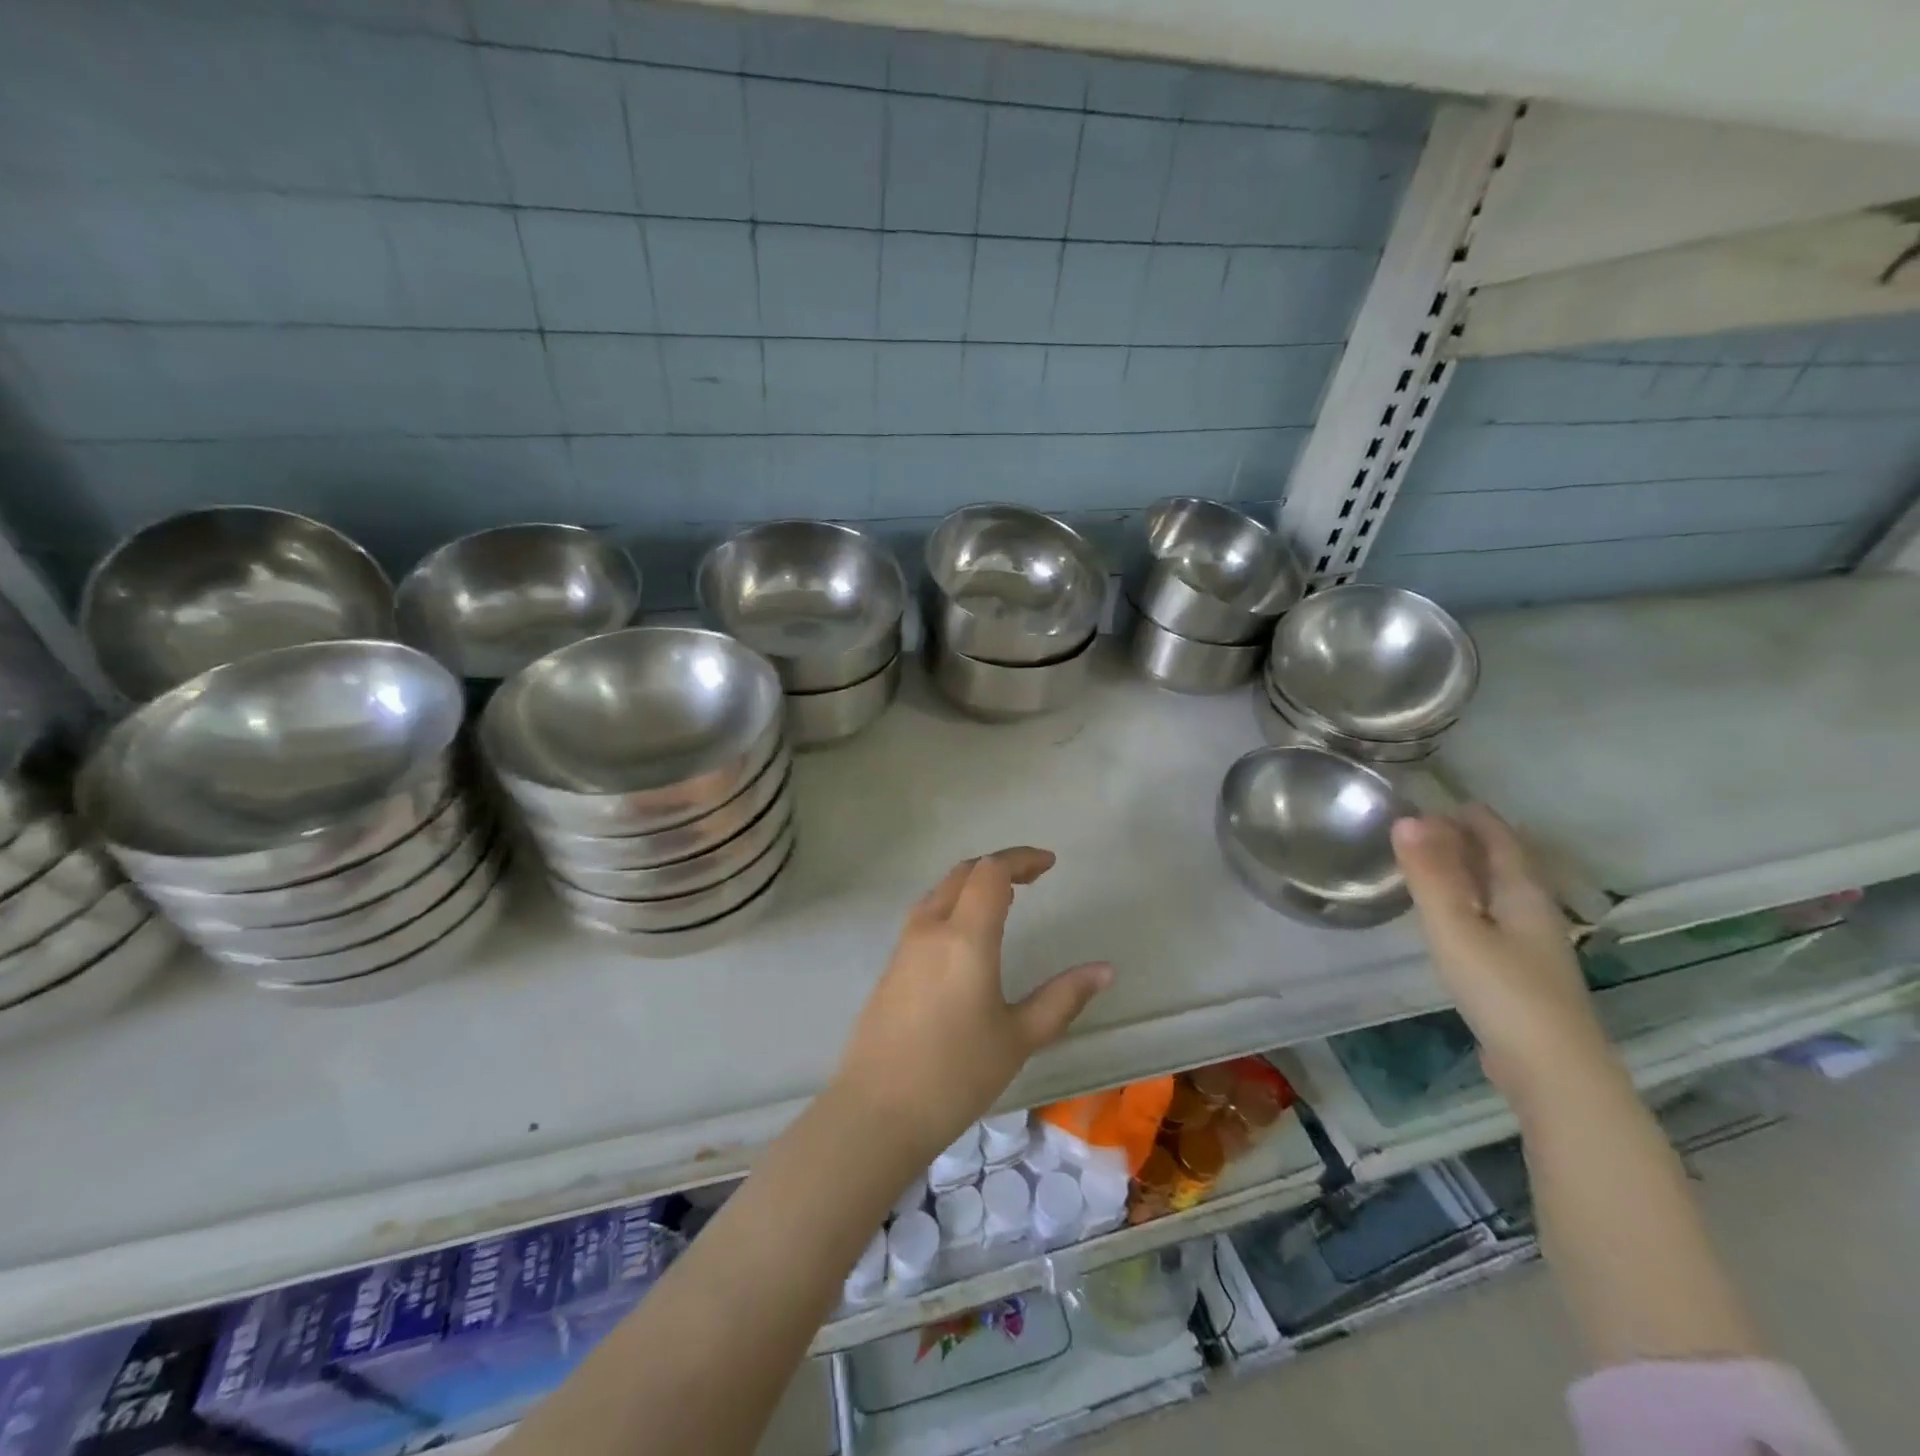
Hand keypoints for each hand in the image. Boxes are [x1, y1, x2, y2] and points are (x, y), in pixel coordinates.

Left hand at [832, 848, 1112, 1162]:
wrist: (877, 1110)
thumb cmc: (956, 1075)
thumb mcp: (1019, 1038)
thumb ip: (1062, 998)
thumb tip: (1104, 970)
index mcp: (965, 937)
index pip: (991, 871)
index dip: (1021, 859)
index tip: (1050, 864)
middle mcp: (930, 929)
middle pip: (964, 873)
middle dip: (999, 866)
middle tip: (1032, 877)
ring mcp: (904, 946)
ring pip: (941, 892)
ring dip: (973, 883)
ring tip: (1005, 900)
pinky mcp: (891, 966)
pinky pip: (926, 916)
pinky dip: (954, 905)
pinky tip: (967, 935)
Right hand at [1392, 806, 1611, 1100]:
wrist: (1552, 1073)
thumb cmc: (1502, 990)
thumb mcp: (1455, 927)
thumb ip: (1430, 875)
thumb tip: (1408, 818)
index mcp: (1524, 896)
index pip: (1501, 842)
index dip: (1475, 819)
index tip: (1444, 799)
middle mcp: (1535, 915)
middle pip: (1506, 866)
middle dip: (1473, 842)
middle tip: (1432, 826)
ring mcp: (1533, 949)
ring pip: (1500, 895)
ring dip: (1471, 873)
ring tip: (1436, 865)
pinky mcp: (1523, 978)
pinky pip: (1493, 921)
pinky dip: (1471, 904)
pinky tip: (1454, 920)